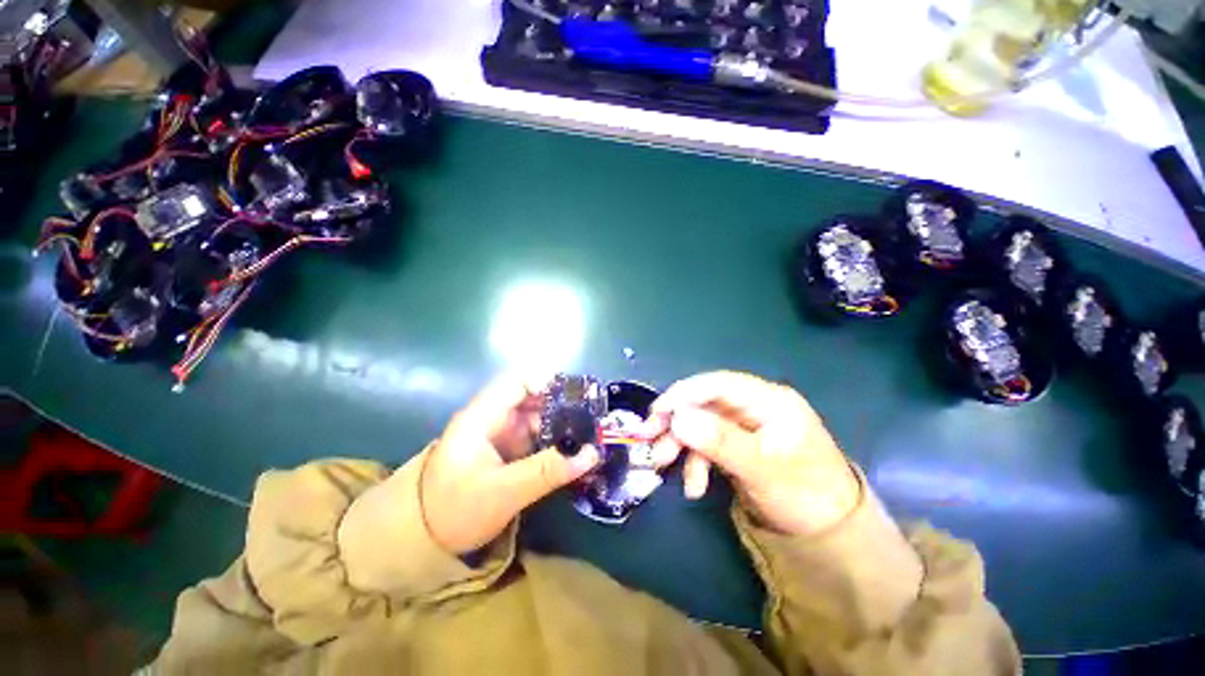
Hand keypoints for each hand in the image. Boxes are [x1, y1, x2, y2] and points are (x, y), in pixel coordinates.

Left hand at [421, 373, 599, 554]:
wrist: (422, 539)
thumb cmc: (454, 510)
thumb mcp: (503, 493)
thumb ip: (547, 471)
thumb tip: (592, 453)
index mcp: (482, 417)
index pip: (517, 381)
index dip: (547, 383)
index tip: (577, 399)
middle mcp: (493, 418)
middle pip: (533, 396)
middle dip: (563, 405)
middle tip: (593, 419)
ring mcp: (501, 434)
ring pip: (538, 416)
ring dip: (562, 424)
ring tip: (591, 435)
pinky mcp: (508, 449)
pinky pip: (537, 435)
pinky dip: (555, 440)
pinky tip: (574, 450)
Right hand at [648, 371, 859, 535]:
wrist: (828, 534)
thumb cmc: (804, 495)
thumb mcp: (762, 469)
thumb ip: (720, 441)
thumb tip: (677, 418)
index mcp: (767, 400)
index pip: (717, 384)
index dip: (684, 394)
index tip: (656, 412)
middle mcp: (752, 407)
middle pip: (704, 403)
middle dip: (676, 422)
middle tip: (649, 439)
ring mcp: (743, 426)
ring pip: (700, 424)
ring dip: (680, 444)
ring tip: (662, 465)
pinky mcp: (736, 445)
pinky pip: (706, 444)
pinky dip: (695, 462)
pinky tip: (693, 486)